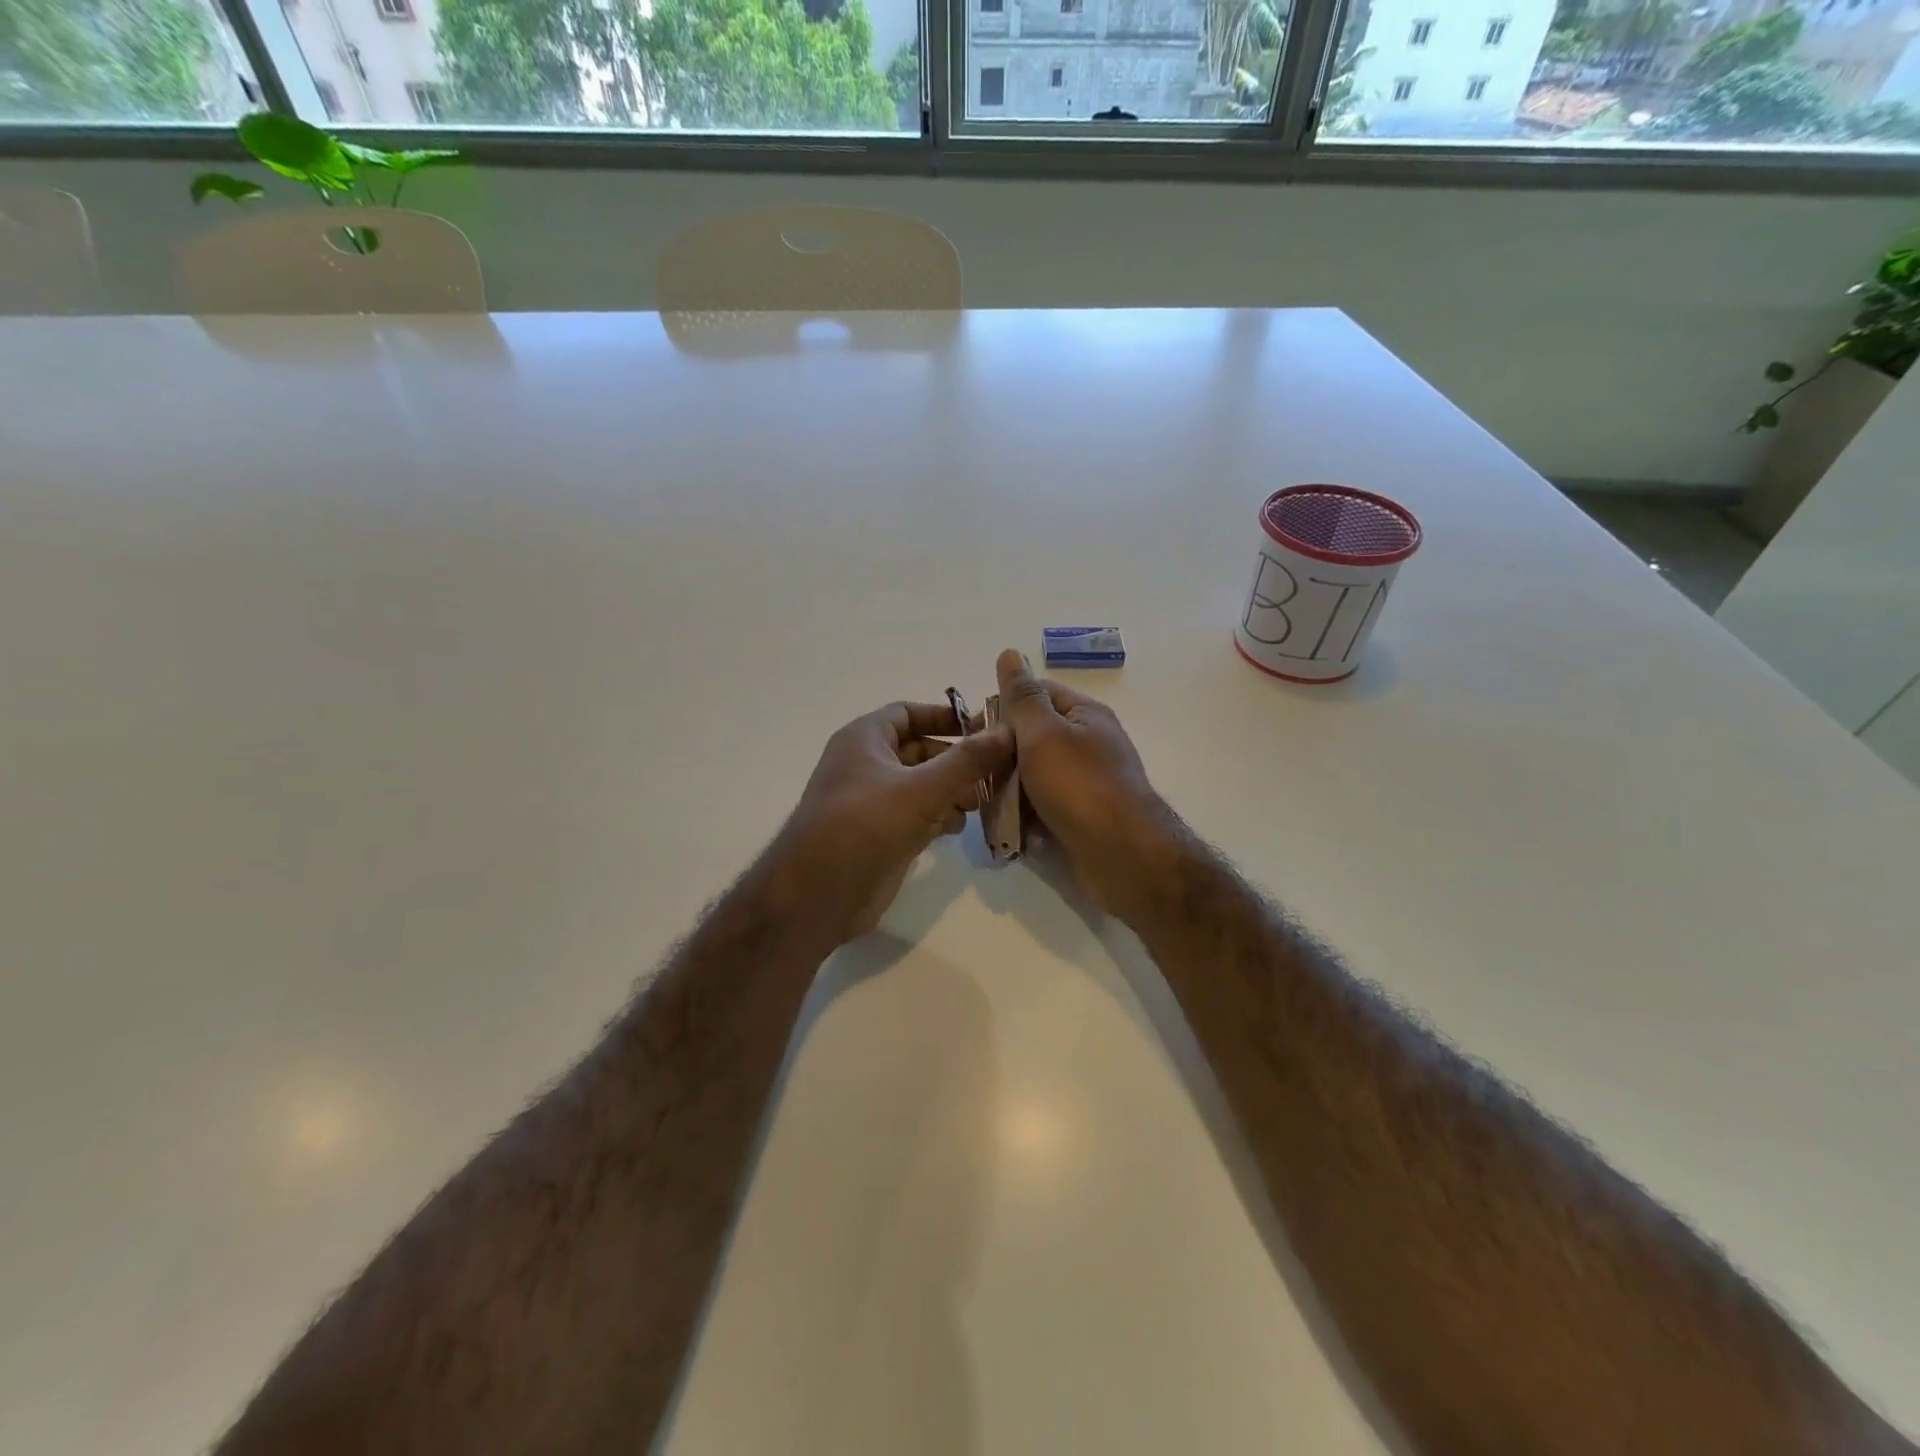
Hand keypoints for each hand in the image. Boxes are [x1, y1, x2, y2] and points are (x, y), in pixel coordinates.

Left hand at [770, 699, 1014, 944]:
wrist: (818, 893)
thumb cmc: (866, 825)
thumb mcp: (922, 788)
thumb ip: (967, 760)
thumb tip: (1006, 731)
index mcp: (865, 739)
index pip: (908, 712)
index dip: (945, 716)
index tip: (984, 728)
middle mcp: (865, 764)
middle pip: (919, 750)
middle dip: (956, 760)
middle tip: (994, 773)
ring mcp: (871, 802)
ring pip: (920, 784)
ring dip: (952, 790)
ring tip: (981, 803)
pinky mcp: (878, 834)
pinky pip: (915, 813)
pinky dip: (938, 815)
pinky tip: (959, 827)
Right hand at [994, 648, 1180, 920]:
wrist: (1123, 856)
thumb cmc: (1080, 786)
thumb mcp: (1043, 733)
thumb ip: (1022, 697)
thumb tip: (1009, 653)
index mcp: (1084, 715)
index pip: (1036, 694)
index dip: (1003, 706)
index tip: (972, 730)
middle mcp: (1087, 744)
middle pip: (1031, 738)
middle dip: (1000, 754)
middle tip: (972, 771)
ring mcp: (1084, 783)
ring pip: (1032, 776)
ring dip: (1007, 788)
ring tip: (980, 802)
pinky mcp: (1079, 817)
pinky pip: (1042, 807)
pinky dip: (1022, 815)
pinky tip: (1002, 826)